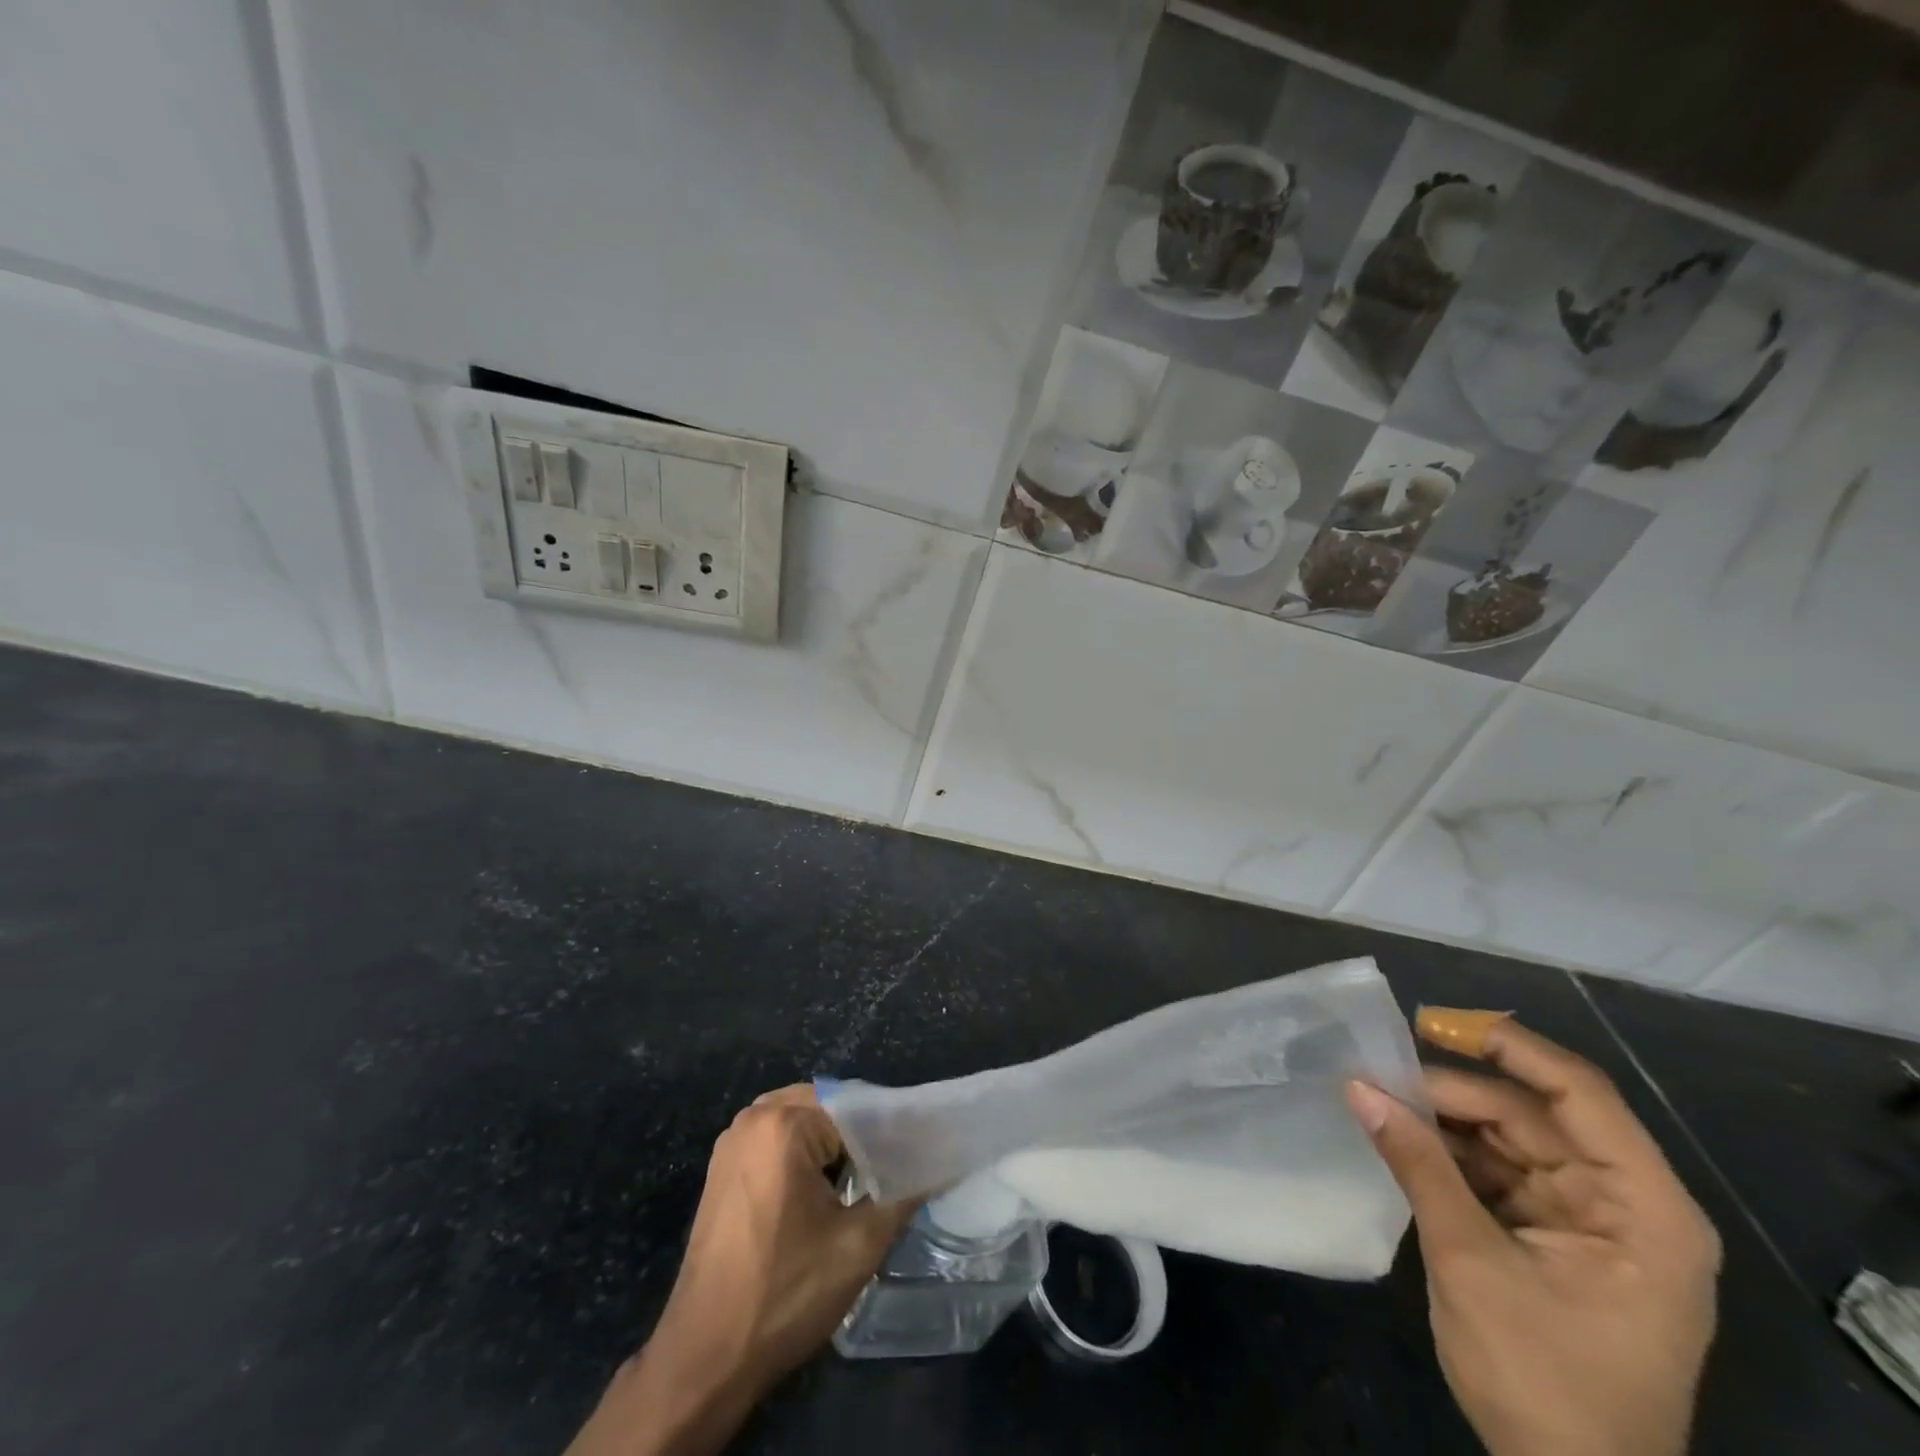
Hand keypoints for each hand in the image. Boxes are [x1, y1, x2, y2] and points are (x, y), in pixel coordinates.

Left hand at [566, 1086, 913, 1455]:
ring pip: (802, 1120)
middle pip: (827, 1107)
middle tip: (888, 1174)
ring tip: (859, 1183)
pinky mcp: (723, 1165)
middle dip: (859, 1138)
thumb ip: (902, 1195)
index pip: (856, 1108)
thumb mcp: (858, 1246)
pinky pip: (776, 1137)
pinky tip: (819, 1192)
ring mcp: (732, 1139)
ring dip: (831, 1145)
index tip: (913, 1160)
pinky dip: (802, 1153)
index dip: (889, 1134)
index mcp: (784, 1124)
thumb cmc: (784, 1294)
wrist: (705, 1357)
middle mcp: (753, 1117)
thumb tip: (937, 1166)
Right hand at [1347, 1010, 1720, 1455]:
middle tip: (1377, 1072)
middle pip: (1532, 1113)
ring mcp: (1588, 1221)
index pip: (1578, 1093)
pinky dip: (1448, 1153)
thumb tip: (1356, 1086)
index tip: (1429, 1021)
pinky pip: (1496, 1171)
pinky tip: (1399, 1135)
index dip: (1505, 1046)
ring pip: (1508, 1137)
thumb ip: (1417, 1164)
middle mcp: (1624, 1202)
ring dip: (1444, 1118)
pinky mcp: (1552, 1238)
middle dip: (1453, 1090)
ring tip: (1378, 1097)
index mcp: (1642, 1208)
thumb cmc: (1544, 1379)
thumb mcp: (1471, 1262)